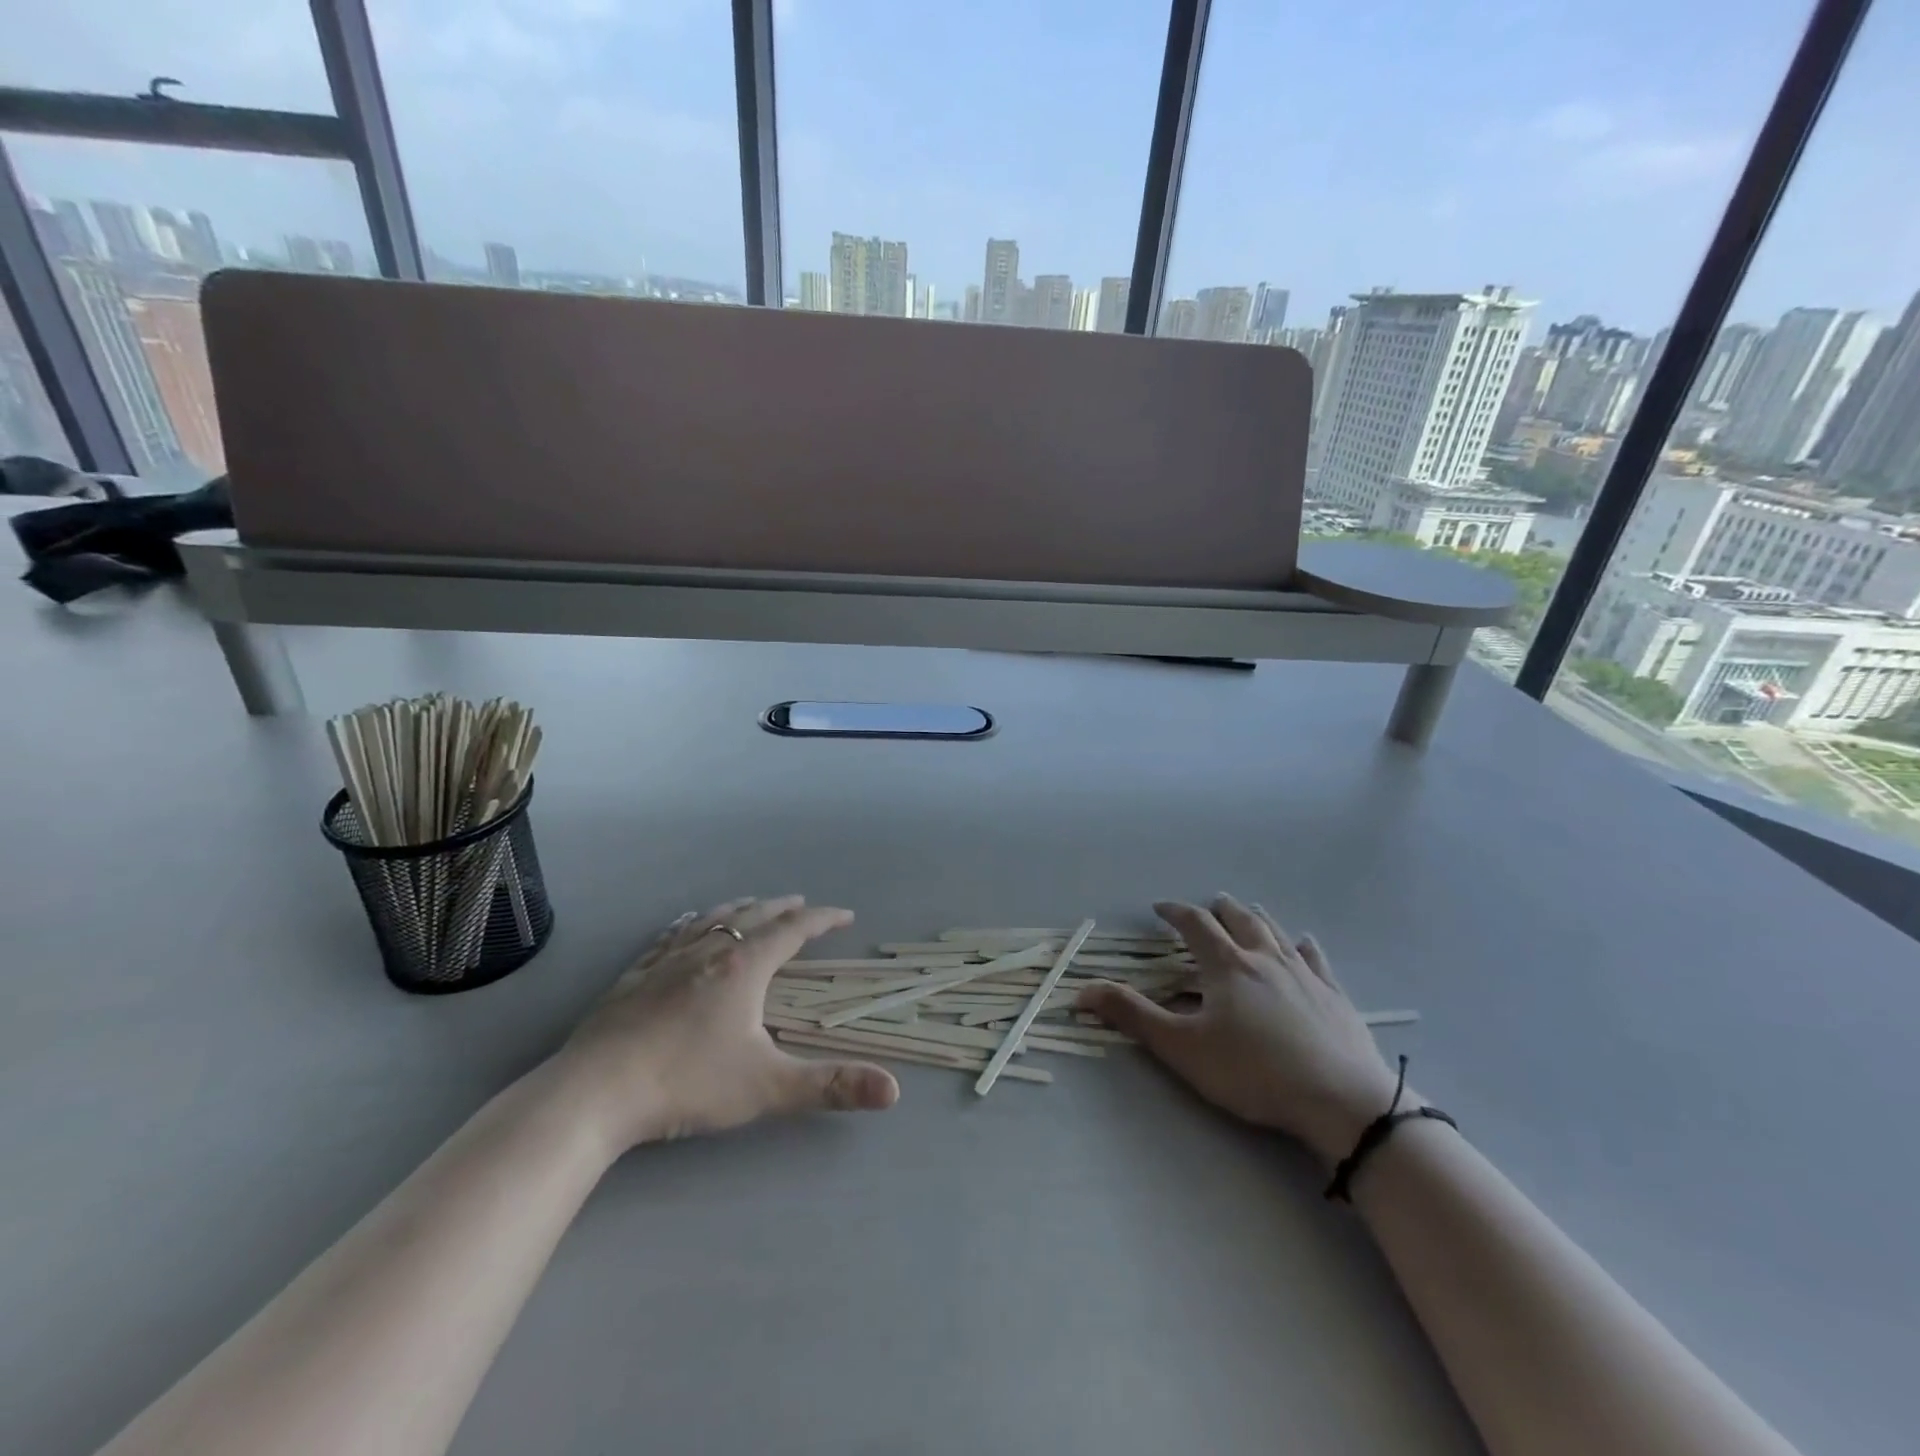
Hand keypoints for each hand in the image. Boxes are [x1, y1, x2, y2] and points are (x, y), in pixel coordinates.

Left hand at [555, 896, 899, 1153]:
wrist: (593, 1093)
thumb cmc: (686, 1083)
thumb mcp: (767, 1087)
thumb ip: (831, 1086)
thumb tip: (894, 1089)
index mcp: (744, 967)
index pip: (793, 931)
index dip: (823, 920)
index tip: (845, 915)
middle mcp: (709, 951)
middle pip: (754, 916)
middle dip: (783, 908)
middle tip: (802, 905)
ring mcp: (667, 960)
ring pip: (712, 920)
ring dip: (740, 909)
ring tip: (752, 906)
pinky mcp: (634, 976)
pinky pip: (671, 935)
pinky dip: (691, 924)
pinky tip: (685, 926)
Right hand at [1079, 894, 1402, 1164]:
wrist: (1341, 1100)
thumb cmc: (1253, 1072)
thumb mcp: (1183, 1048)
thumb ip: (1134, 1016)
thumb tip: (1083, 990)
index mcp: (1227, 965)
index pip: (1195, 924)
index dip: (1176, 912)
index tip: (1160, 907)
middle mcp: (1265, 958)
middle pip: (1240, 919)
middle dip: (1220, 909)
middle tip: (1209, 904)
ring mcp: (1304, 974)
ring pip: (1276, 932)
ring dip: (1257, 918)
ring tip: (1248, 910)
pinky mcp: (1334, 996)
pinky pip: (1316, 959)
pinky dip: (1304, 946)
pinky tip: (1304, 944)